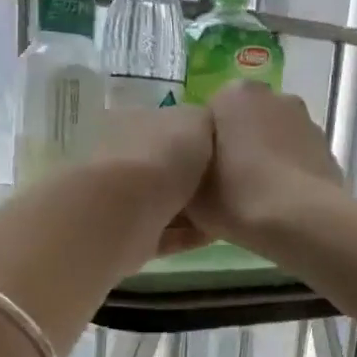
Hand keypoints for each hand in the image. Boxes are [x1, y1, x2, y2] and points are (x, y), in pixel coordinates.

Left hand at [91, 103, 214, 255]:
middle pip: (166, 167)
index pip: (165, 127)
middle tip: (232, 184)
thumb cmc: (163, 155)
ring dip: (194, 210)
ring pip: (165, 203)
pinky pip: (166, 235)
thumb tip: (209, 131)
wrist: (129, 210)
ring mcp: (124, 201)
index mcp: (132, 123)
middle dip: (195, 177)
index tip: (225, 150)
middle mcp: (124, 159)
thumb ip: (205, 122)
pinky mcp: (130, 237)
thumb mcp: (196, 120)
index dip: (196, 137)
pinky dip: (188, 235)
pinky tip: (216, 234)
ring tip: (229, 212)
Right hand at [191, 82, 347, 249]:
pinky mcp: (329, 150)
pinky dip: (291, 175)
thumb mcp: (190, 191)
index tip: (205, 175)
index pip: (212, 115)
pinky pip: (299, 160)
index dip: (206, 146)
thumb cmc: (235, 197)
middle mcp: (274, 96)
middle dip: (241, 145)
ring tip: (258, 199)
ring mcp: (307, 122)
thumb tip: (193, 171)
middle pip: (248, 121)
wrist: (299, 221)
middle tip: (229, 185)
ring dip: (268, 159)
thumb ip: (186, 171)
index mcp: (233, 95)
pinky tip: (283, 205)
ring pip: (277, 139)